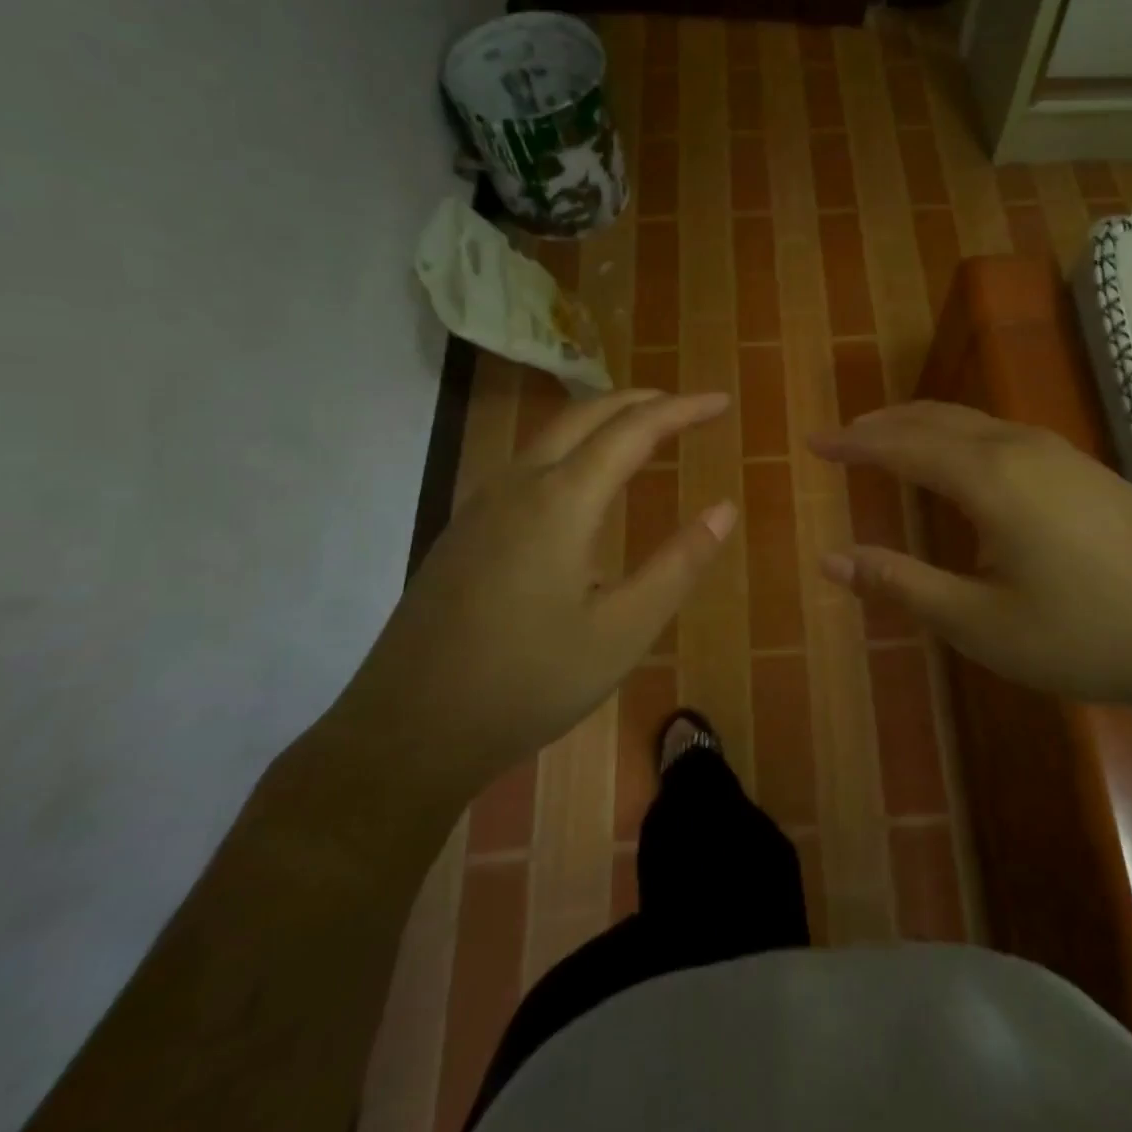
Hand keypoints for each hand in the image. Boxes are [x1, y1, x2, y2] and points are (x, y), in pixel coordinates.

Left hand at [324, 390, 735, 806]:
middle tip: (686, 408)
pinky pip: (528, 463)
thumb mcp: (623, 632)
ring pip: (550, 435)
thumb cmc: (528, 683)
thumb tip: (724, 510)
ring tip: (643, 432)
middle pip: (585, 414)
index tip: (721, 401)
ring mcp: (482, 505)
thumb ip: (678, 565)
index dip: (682, 409)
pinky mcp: (464, 530)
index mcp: (561, 501)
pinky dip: (572, 448)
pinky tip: (581, 484)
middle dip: (641, 401)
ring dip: (602, 420)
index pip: (633, 430)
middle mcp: (518, 485)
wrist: (407, 731)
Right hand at [810, 402, 1131, 721]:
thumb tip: (830, 560)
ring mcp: (1062, 454)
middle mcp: (1021, 447)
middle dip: (883, 425)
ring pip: (974, 421)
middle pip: (936, 419)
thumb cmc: (1088, 634)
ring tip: (890, 440)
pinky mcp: (1088, 470)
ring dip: (924, 425)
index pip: (902, 446)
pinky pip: (1003, 434)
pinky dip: (961, 436)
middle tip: (843, 437)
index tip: (813, 442)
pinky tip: (965, 464)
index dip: (853, 445)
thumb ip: (902, 585)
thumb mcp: (981, 623)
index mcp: (991, 477)